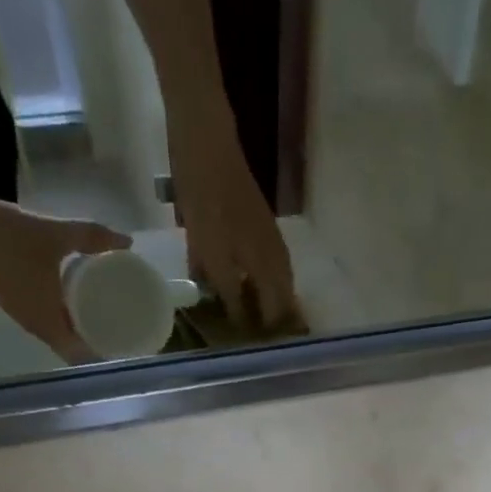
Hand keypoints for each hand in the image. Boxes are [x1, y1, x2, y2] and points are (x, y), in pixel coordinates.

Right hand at [0, 193, 129, 361]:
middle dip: (92, 341)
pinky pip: (43, 319)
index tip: (121, 344)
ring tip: (101, 315)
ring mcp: (21, 316)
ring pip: (55, 333)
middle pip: (69, 346)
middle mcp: (35, 327)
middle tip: (118, 328)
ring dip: (75, 329)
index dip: (100, 353)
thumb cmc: (10, 234)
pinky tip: (70, 298)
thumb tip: (127, 242)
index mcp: (48, 323)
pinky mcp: (11, 301)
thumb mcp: (56, 234)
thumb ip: (92, 238)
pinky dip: (59, 316)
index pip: (79, 355)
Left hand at [168, 125, 302, 333]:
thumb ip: (227, 290)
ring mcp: (270, 236)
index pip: (276, 309)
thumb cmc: (207, 203)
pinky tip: (248, 281)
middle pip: (283, 294)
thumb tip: (238, 320)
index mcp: (268, 266)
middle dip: (275, 315)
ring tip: (259, 313)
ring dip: (271, 296)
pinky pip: (268, 260)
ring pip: (278, 276)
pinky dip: (263, 276)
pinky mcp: (259, 221)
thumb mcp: (211, 254)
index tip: (260, 346)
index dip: (268, 328)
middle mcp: (276, 254)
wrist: (207, 145)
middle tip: (262, 333)